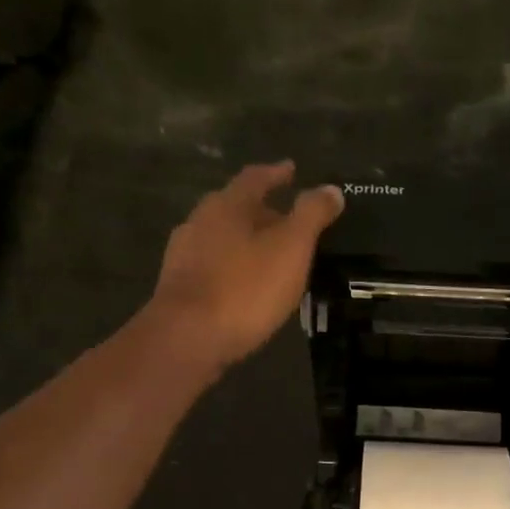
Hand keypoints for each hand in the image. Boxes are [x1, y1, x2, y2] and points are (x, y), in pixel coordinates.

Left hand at [147, 162, 343, 370]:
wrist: (188, 337)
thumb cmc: (245, 289)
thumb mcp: (291, 249)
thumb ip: (312, 216)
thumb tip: (331, 189)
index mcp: (228, 205)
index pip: (255, 178)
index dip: (276, 174)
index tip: (291, 171)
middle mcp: (199, 221)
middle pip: (234, 207)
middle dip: (260, 211)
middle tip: (285, 220)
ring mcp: (183, 255)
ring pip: (220, 238)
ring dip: (243, 241)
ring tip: (266, 255)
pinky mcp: (178, 287)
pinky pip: (211, 267)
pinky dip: (231, 268)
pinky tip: (242, 285)